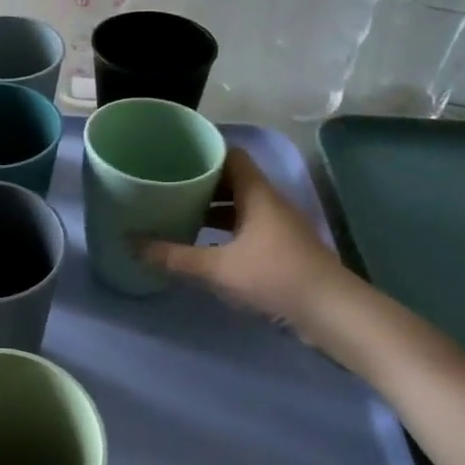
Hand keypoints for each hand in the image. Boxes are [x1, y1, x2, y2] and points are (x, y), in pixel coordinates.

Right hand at [142, 147, 354, 339]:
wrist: (334, 313)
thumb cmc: (275, 276)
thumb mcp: (218, 268)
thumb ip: (174, 256)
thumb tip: (131, 243)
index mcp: (256, 193)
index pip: (230, 155)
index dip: (204, 151)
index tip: (173, 154)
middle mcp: (268, 202)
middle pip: (231, 179)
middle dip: (199, 181)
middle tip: (166, 183)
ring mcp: (277, 226)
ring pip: (238, 205)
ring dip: (211, 207)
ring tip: (177, 211)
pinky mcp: (280, 248)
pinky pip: (245, 226)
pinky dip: (223, 229)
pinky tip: (202, 243)